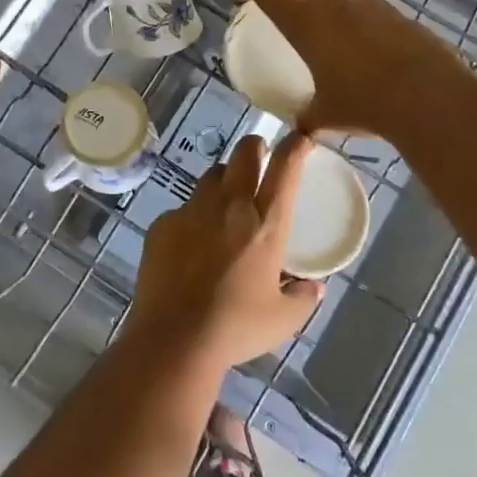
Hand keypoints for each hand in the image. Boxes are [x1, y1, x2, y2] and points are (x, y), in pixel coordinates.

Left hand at [126, 135, 325, 372]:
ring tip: (224, 203)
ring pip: (211, 175)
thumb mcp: (282, 319)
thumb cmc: (236, 327)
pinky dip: (192, 218)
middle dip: (254, 148)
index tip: (299, 138)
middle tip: (258, 159)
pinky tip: (190, 245)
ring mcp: (192, 210)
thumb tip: (314, 287)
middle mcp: (230, 206)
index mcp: (265, 224)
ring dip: (223, 180)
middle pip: (244, 153)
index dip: (294, 146)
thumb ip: (303, 298)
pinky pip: (182, 209)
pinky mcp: (163, 224)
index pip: (284, 169)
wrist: (174, 338)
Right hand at [238, 0, 466, 138]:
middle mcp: (334, 4)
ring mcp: (370, 5)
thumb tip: (301, 129)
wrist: (427, 96)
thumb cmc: (364, 103)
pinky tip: (366, 46)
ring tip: (332, 29)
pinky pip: (371, 8)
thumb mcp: (326, 116)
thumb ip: (308, 118)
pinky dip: (360, 19)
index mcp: (305, 22)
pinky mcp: (398, 15)